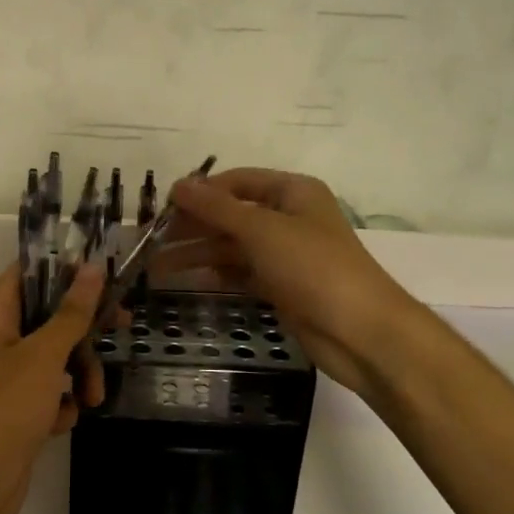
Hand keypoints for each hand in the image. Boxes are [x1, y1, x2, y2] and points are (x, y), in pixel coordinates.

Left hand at [0, 262, 105, 513]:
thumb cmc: (5, 408)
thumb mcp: (44, 355)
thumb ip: (72, 312)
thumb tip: (91, 267)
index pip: (29, 272)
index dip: (64, 268)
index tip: (103, 273)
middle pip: (50, 315)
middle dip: (84, 329)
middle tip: (122, 326)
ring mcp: (8, 375)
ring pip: (57, 356)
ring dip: (80, 373)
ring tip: (93, 398)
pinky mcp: (18, 407)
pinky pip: (51, 391)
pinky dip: (63, 403)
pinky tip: (63, 420)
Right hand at [166, 167, 417, 393]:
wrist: (360, 332)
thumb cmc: (313, 267)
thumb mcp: (262, 230)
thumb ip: (217, 207)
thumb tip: (178, 184)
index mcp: (292, 192)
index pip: (237, 182)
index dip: (201, 191)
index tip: (163, 207)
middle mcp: (289, 218)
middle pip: (232, 215)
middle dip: (193, 225)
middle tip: (152, 240)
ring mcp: (286, 255)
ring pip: (232, 247)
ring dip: (197, 253)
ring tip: (156, 266)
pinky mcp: (282, 287)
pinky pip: (241, 273)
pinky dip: (216, 274)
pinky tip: (187, 279)